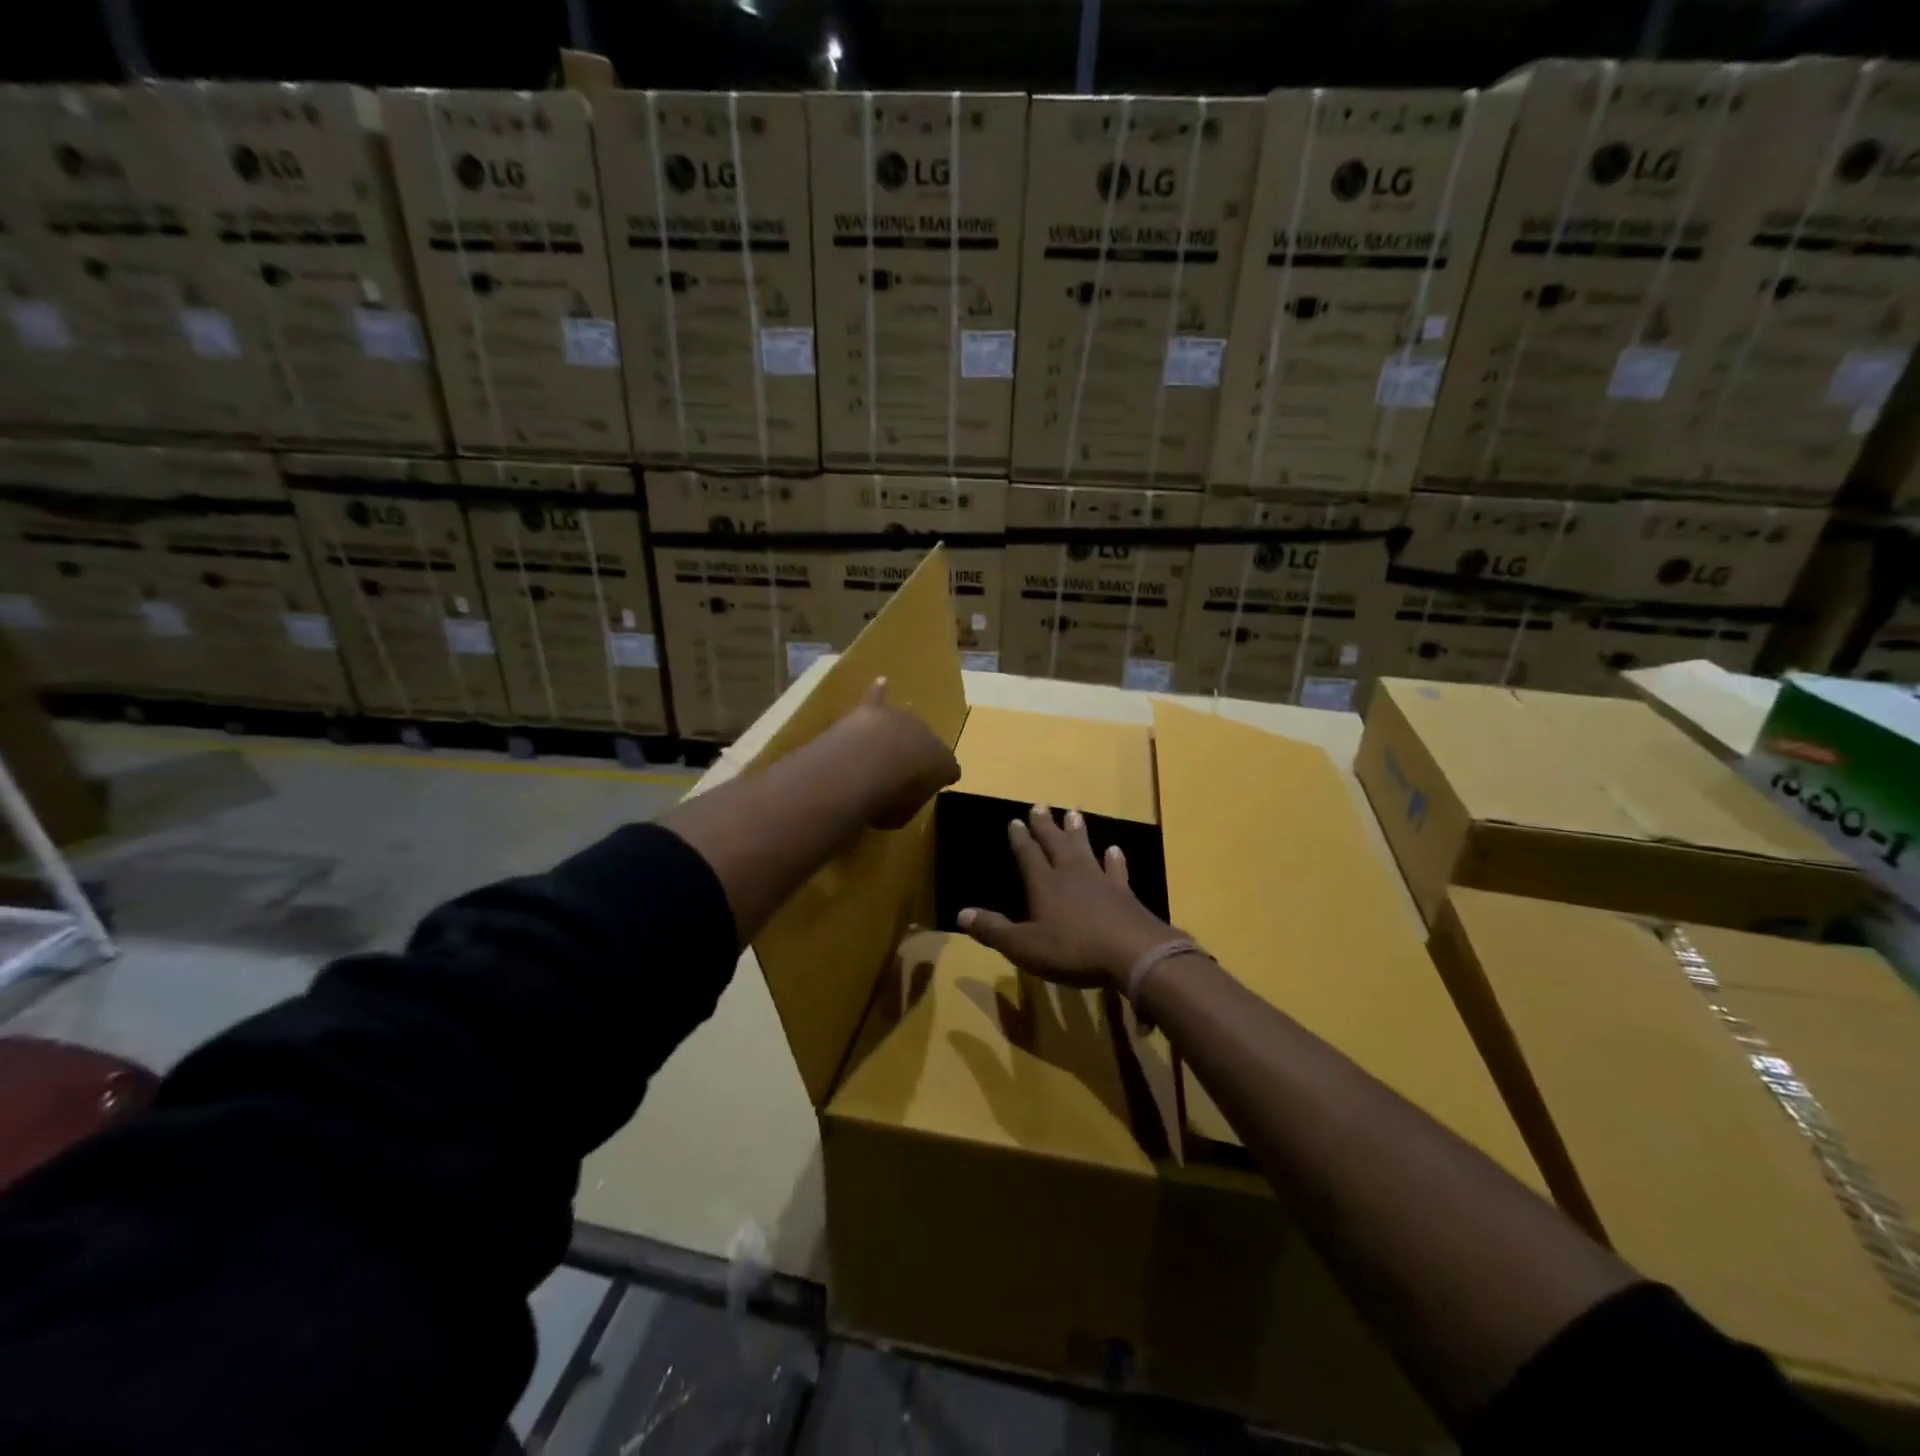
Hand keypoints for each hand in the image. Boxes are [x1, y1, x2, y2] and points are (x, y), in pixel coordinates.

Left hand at [839, 679, 959, 829]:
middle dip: (917, 752)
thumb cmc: (887, 800)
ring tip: (893, 739)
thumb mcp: (904, 813)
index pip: (949, 768)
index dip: (942, 776)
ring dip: (899, 730)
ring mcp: (899, 720)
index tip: (937, 784)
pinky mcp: (871, 712)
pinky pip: (877, 698)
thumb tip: (901, 798)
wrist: (861, 768)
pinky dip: (879, 692)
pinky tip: (881, 682)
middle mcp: (927, 735)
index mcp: (943, 763)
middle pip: (925, 742)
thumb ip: (907, 802)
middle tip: (903, 770)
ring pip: (903, 722)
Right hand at [958, 804, 1177, 988]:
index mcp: (1044, 884)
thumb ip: (994, 930)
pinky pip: (1117, 870)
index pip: (1028, 854)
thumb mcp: (1025, 946)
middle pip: (1055, 843)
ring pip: (1084, 849)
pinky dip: (1115, 860)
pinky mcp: (1124, 894)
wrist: (1133, 953)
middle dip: (1045, 825)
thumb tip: (961, 913)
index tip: (1015, 820)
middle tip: (1040, 805)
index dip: (1020, 838)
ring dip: (1077, 831)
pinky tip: (1115, 849)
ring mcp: (1100, 881)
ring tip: (1073, 812)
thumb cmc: (1073, 950)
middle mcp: (1070, 874)